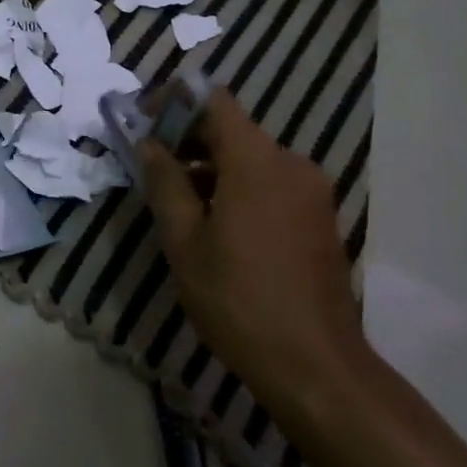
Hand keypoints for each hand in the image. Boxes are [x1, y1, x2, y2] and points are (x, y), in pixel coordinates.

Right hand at [139, 90, 364, 396]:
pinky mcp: (320, 217)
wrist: (315, 365)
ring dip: (212, 167)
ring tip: (178, 201)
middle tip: (152, 166)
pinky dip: (239, 187)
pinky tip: (216, 223)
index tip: (145, 123)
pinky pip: (272, 183)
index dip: (175, 102)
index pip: (214, 101)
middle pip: (233, 129)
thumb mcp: (185, 242)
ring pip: (252, 158)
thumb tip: (149, 144)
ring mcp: (312, 191)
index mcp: (256, 161)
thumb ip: (165, 183)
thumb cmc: (238, 300)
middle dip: (189, 139)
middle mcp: (291, 163)